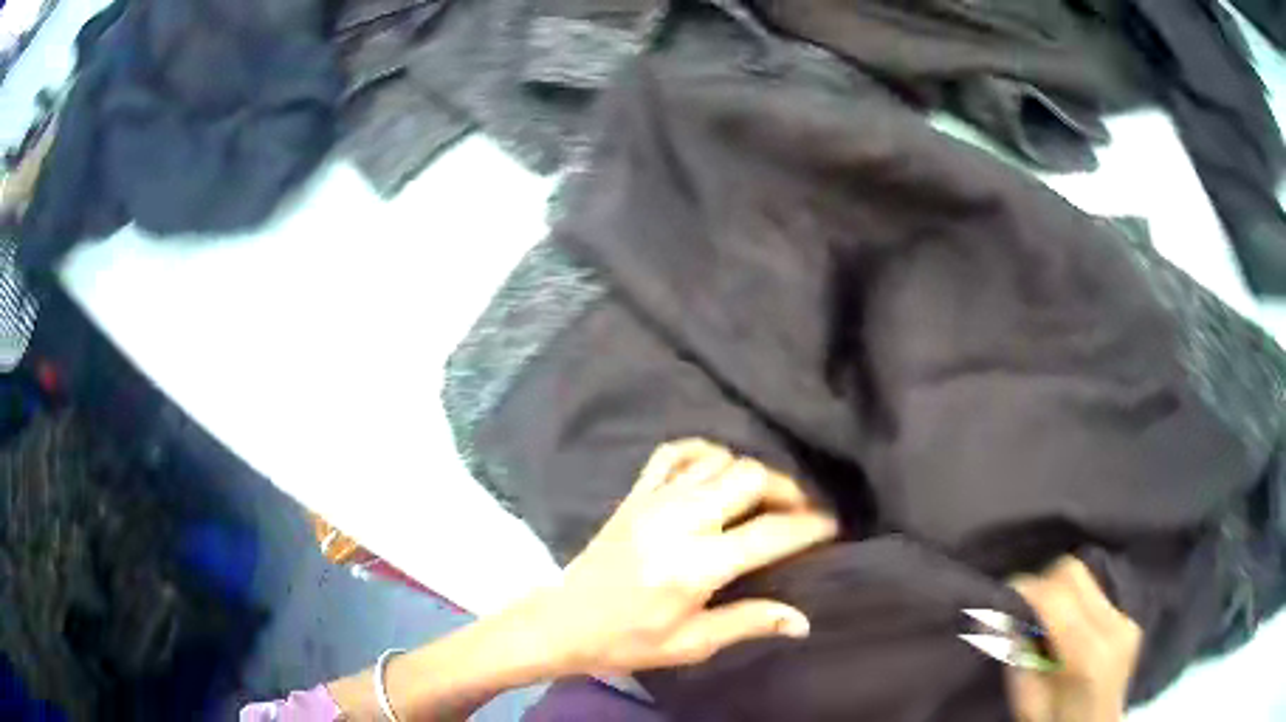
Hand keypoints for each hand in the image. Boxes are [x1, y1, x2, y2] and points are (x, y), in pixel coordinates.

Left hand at [527, 438, 838, 675]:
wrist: (565, 621)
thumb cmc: (629, 641)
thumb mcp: (692, 644)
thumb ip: (749, 622)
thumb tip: (803, 619)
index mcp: (696, 565)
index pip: (770, 533)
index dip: (810, 527)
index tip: (832, 526)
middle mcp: (679, 521)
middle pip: (750, 477)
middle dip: (787, 489)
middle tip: (801, 511)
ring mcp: (653, 500)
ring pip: (719, 460)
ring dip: (750, 473)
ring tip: (764, 498)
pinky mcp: (634, 494)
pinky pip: (674, 453)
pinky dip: (704, 452)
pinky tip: (716, 470)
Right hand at [1006, 556, 1142, 721]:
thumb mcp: (1027, 704)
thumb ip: (1017, 659)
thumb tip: (998, 616)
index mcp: (1088, 655)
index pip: (1055, 597)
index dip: (1024, 589)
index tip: (1001, 596)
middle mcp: (1114, 627)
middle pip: (1073, 573)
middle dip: (1041, 583)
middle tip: (1021, 609)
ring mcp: (1126, 620)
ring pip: (1085, 578)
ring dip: (1059, 593)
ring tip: (1043, 623)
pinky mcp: (1129, 620)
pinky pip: (1096, 594)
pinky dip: (1074, 603)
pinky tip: (1065, 630)